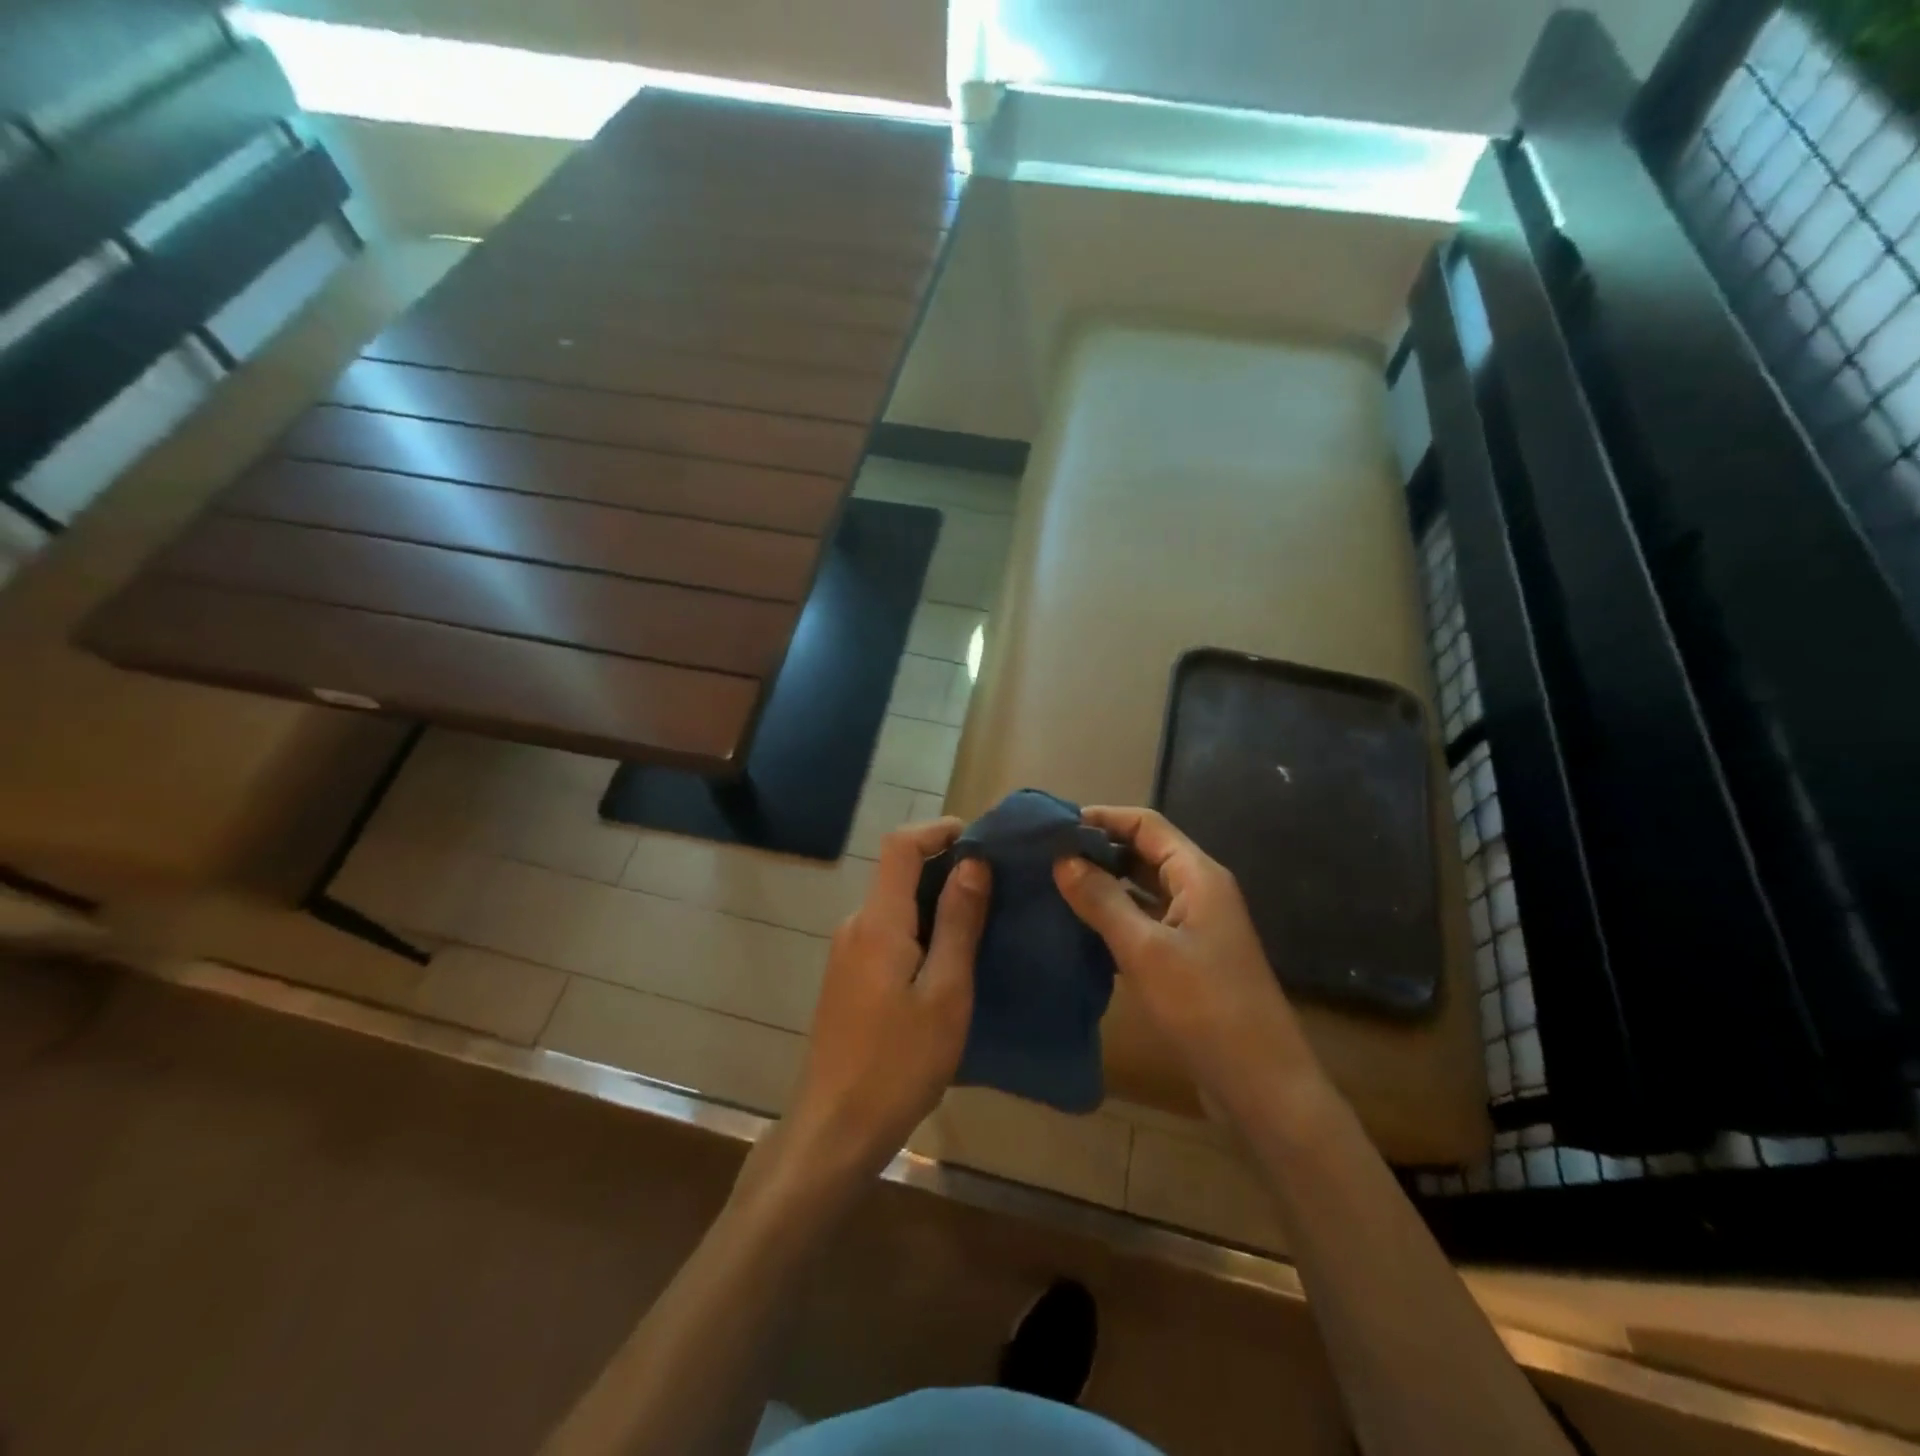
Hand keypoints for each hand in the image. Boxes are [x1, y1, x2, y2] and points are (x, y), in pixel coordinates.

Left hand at [785, 819, 989, 1185]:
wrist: (835, 1129)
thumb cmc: (898, 1063)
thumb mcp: (945, 993)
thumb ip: (958, 923)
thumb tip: (972, 862)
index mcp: (878, 922)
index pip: (901, 845)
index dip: (939, 830)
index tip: (982, 839)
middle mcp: (856, 925)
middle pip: (898, 872)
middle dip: (946, 866)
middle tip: (998, 885)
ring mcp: (847, 953)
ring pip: (895, 905)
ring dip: (936, 901)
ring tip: (984, 921)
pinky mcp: (848, 978)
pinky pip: (888, 933)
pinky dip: (921, 929)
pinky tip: (950, 960)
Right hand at [1054, 806, 1316, 1116]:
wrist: (1262, 1086)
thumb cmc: (1206, 1007)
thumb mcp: (1145, 950)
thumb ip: (1102, 900)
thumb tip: (1062, 860)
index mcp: (1198, 875)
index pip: (1146, 824)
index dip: (1101, 818)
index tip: (1053, 826)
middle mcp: (1199, 891)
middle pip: (1144, 852)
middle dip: (1098, 850)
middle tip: (1045, 857)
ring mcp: (1195, 926)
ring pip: (1142, 888)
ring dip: (1104, 884)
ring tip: (1054, 886)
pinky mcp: (1188, 958)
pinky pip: (1145, 921)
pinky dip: (1115, 917)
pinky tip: (1079, 928)